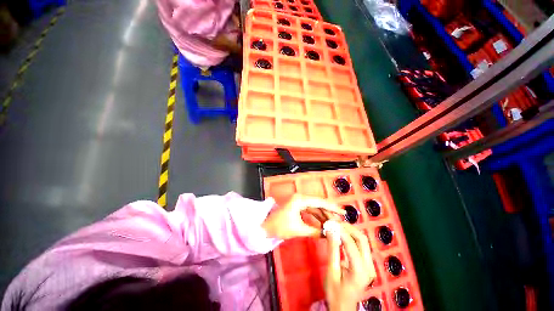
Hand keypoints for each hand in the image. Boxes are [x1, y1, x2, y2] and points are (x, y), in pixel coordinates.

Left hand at [262, 194, 344, 239]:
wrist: (265, 227)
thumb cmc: (280, 226)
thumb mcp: (298, 230)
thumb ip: (315, 232)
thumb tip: (329, 235)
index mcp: (300, 199)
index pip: (320, 202)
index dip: (332, 207)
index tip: (343, 213)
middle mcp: (300, 198)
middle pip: (318, 204)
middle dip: (329, 213)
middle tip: (340, 222)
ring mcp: (298, 202)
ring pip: (315, 208)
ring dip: (323, 215)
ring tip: (333, 225)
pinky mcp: (297, 207)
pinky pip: (310, 211)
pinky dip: (316, 217)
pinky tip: (323, 224)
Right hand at [325, 223, 375, 310]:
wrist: (343, 308)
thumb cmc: (335, 293)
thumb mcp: (331, 272)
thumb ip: (332, 250)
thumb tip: (331, 230)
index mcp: (360, 271)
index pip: (351, 244)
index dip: (340, 230)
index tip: (330, 222)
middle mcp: (369, 267)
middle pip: (362, 239)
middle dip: (348, 227)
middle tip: (334, 222)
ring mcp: (370, 265)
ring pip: (363, 240)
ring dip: (350, 230)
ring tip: (337, 225)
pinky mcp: (368, 264)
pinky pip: (361, 245)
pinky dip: (351, 236)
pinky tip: (342, 233)